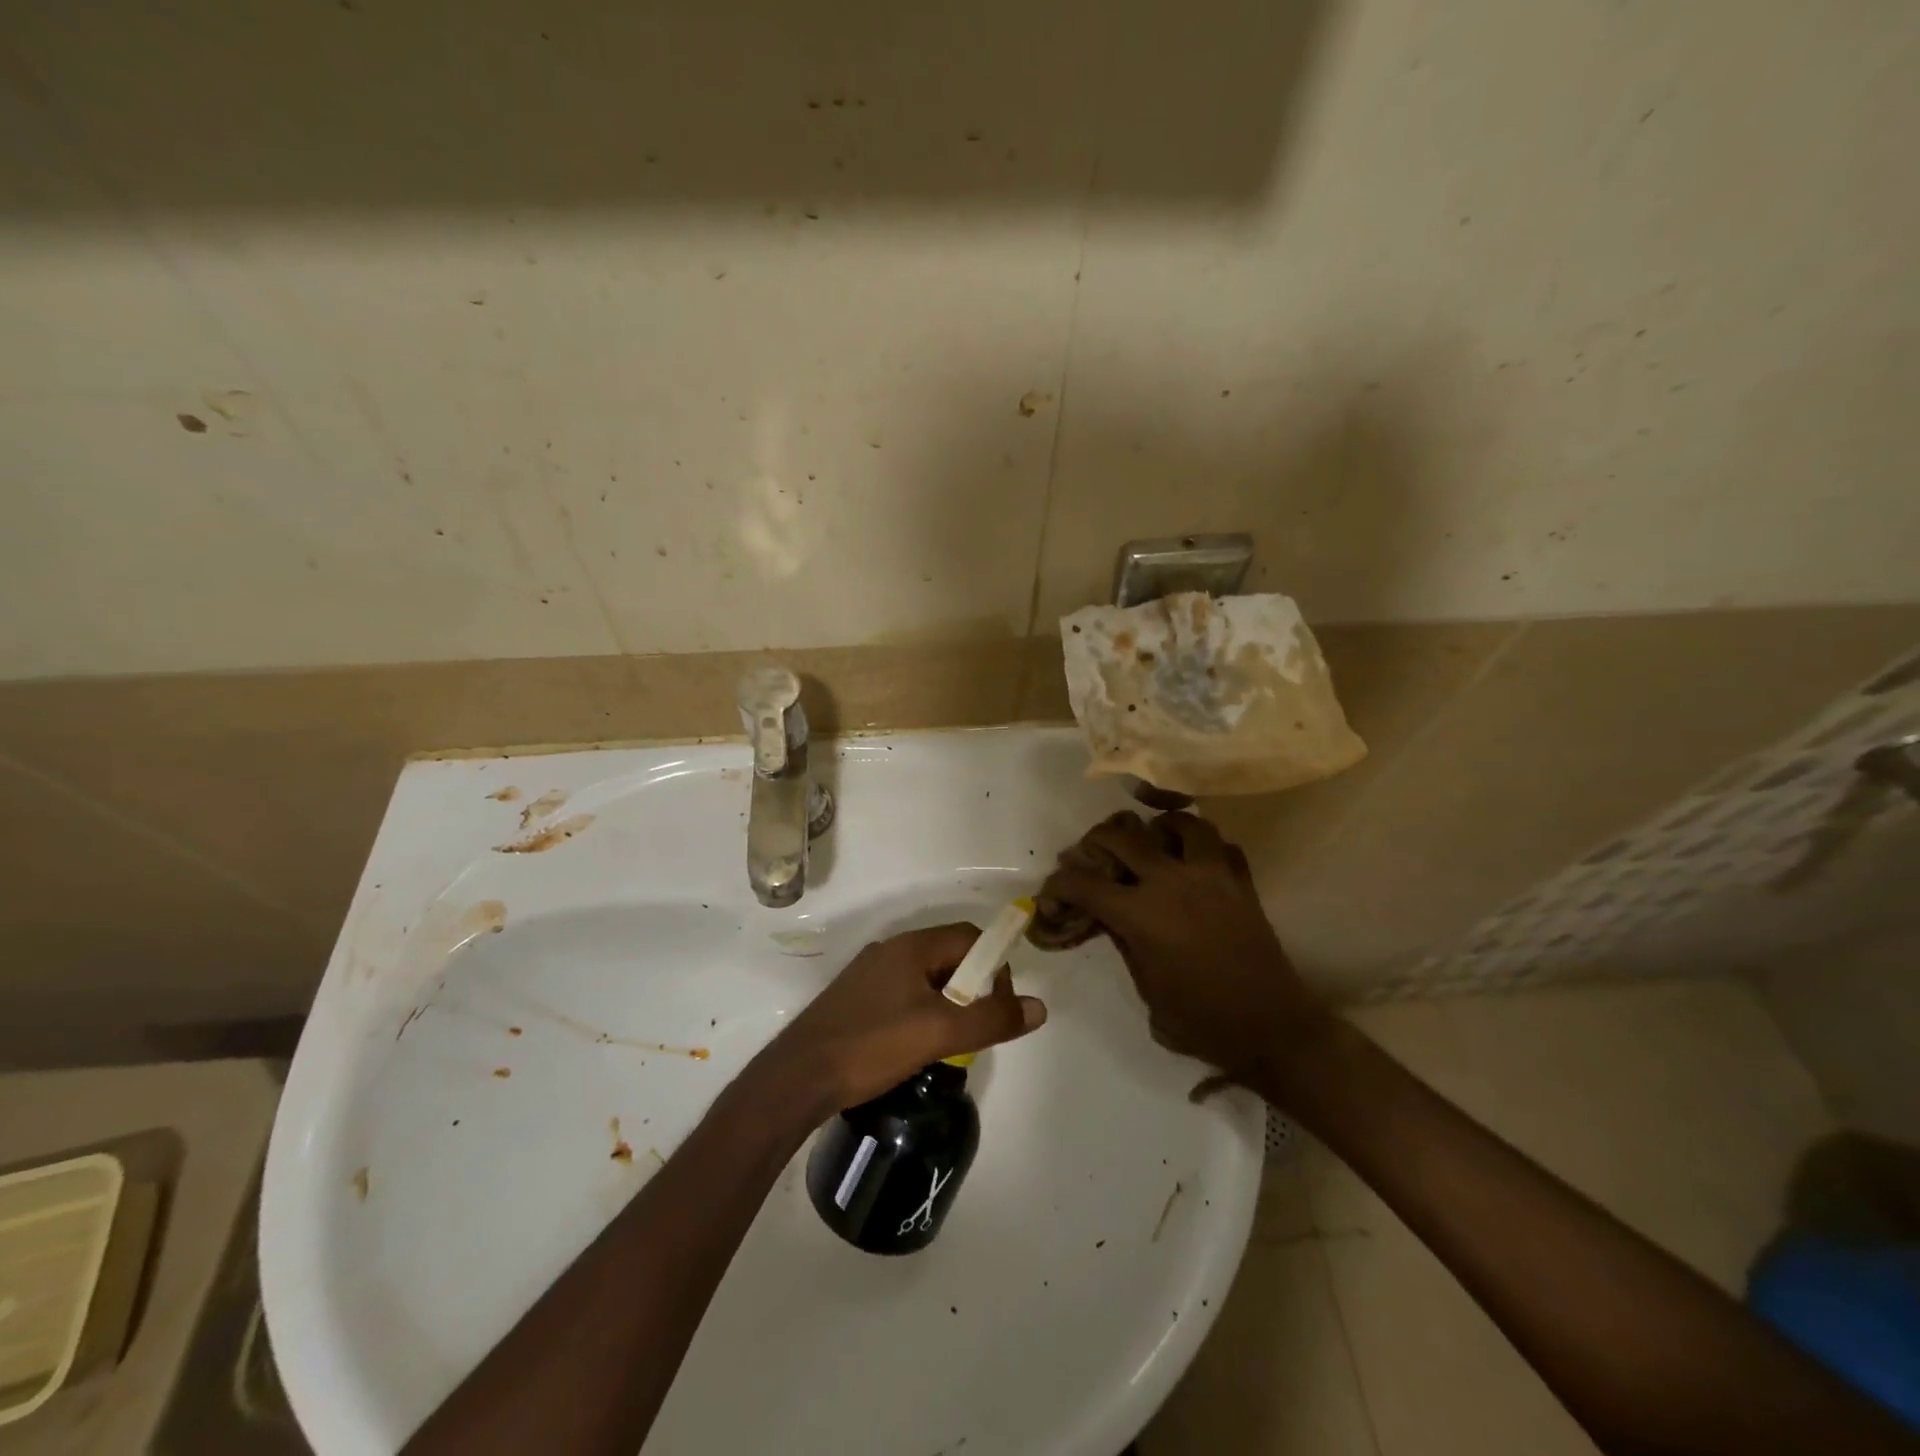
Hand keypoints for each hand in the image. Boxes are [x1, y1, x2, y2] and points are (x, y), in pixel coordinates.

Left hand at [755, 924, 1047, 1112]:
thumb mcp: (940, 1033)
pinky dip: (922, 1012)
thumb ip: (992, 1019)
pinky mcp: (855, 999)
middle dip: (972, 987)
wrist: (798, 1077)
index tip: (1000, 1004)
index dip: (994, 964)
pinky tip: (915, 1047)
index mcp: (911, 947)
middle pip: (948, 956)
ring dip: (948, 1003)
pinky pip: (903, 994)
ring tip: (949, 1042)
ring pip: (926, 978)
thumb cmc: (872, 1045)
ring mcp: (869, 974)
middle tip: (976, 1028)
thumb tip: (1039, 1007)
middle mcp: (890, 951)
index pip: (969, 937)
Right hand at [1039, 811, 1324, 1081]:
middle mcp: (1171, 882)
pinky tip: (1194, 863)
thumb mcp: (1147, 989)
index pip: (1085, 884)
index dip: (1060, 884)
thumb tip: (1109, 917)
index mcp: (1141, 914)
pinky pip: (1220, 845)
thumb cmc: (1202, 1021)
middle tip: (1092, 855)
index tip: (1052, 889)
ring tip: (1151, 843)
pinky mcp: (1241, 882)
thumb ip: (1124, 943)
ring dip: (1157, 829)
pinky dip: (1203, 847)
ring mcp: (1211, 876)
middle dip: (1096, 841)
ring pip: (1179, 823)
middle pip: (1122, 836)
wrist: (1272, 1029)